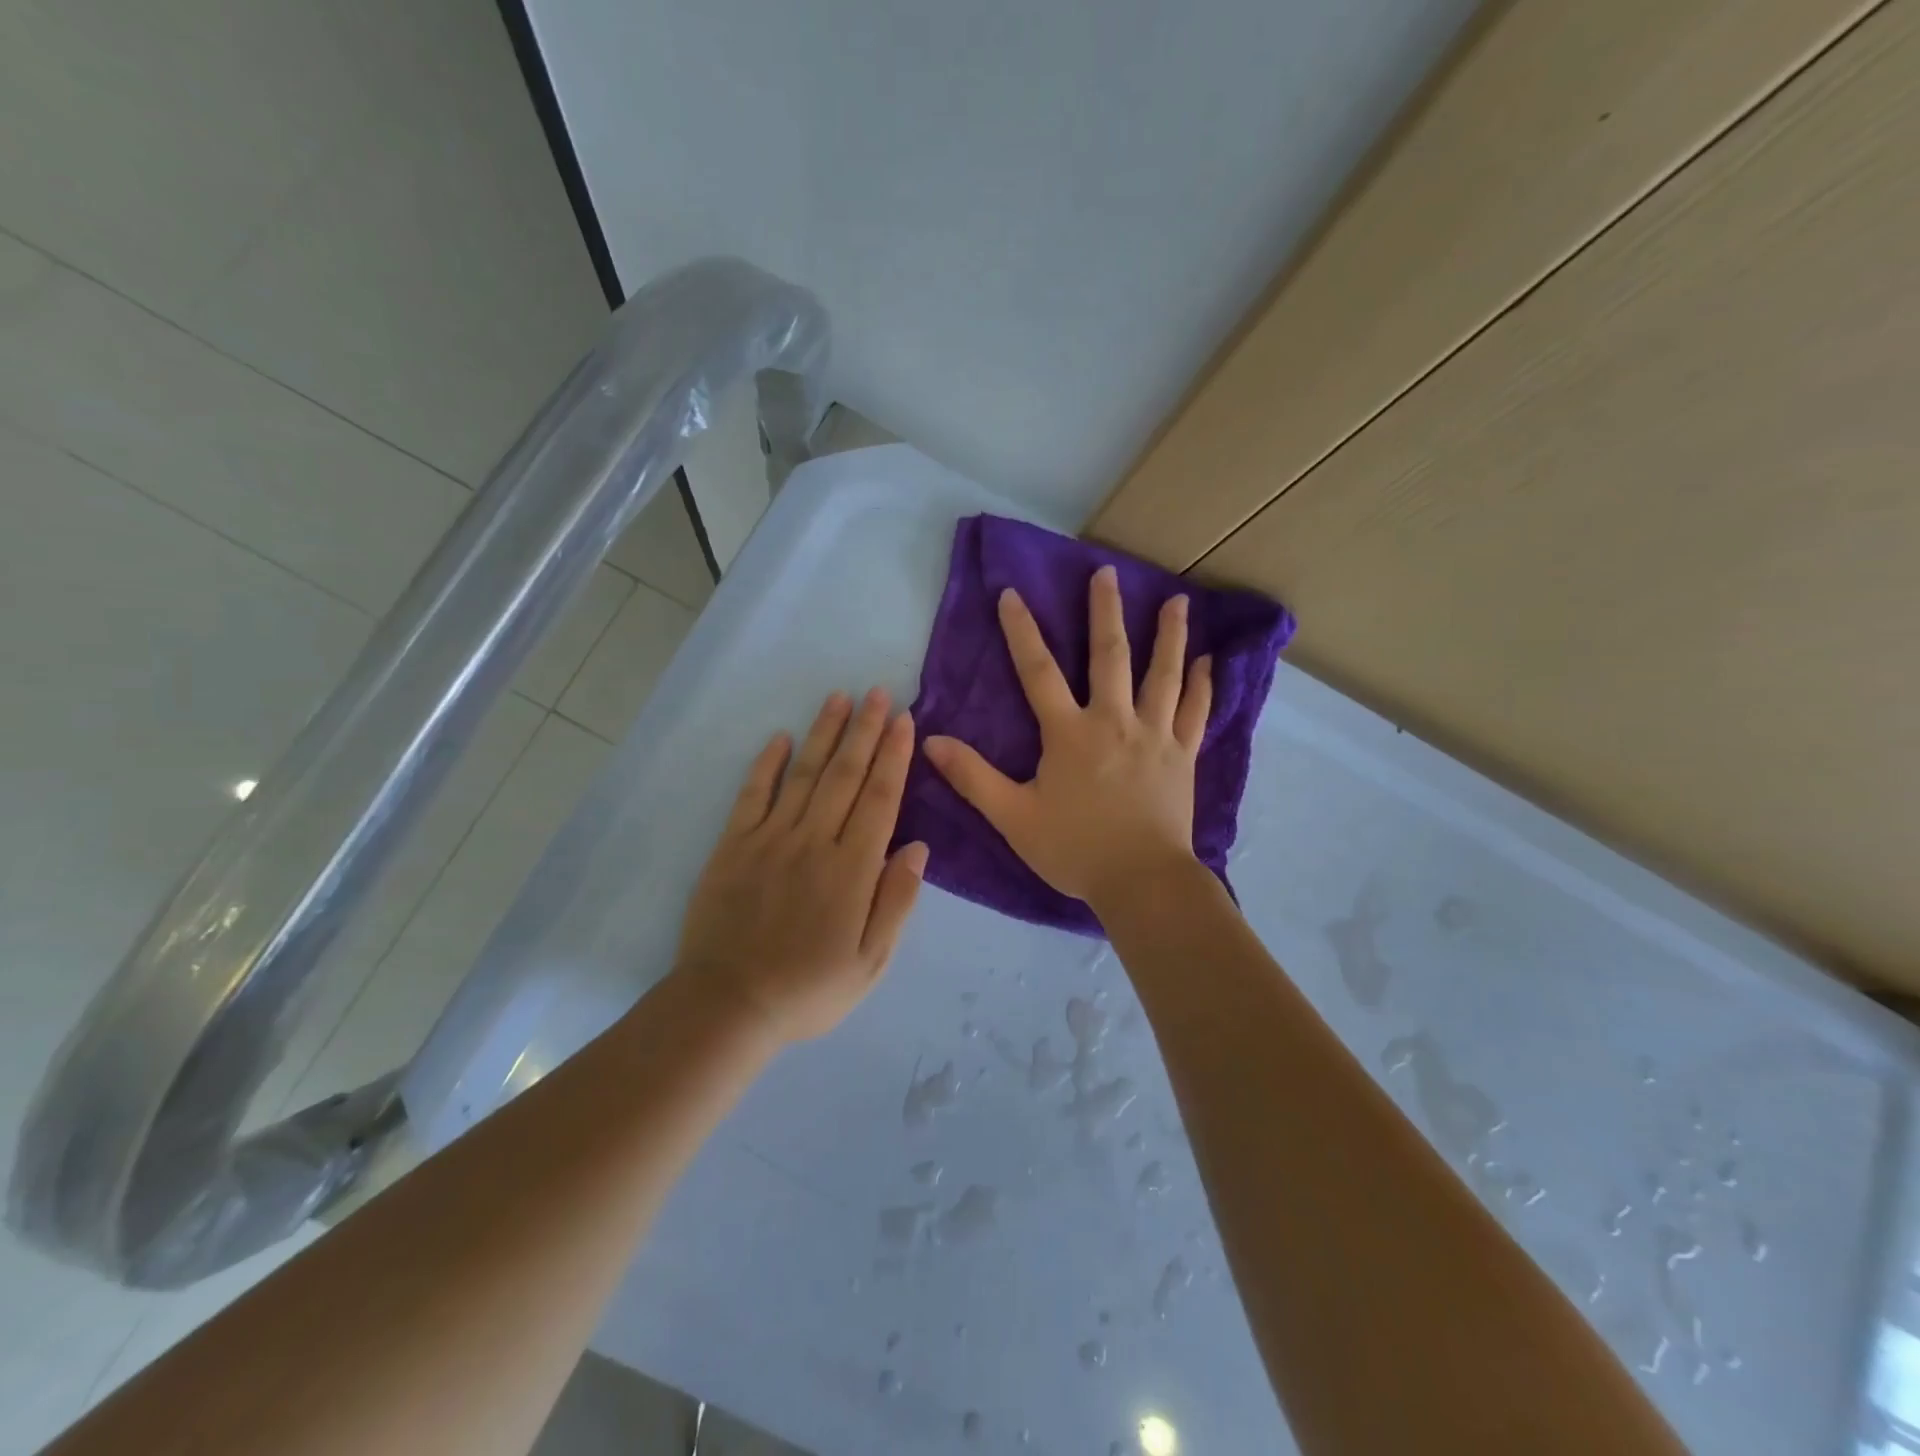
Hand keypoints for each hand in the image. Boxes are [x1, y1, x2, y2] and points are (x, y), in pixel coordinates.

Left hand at [674, 689, 927, 1042]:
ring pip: (803, 774)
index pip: (879, 798)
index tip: (905, 721)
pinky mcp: (733, 846)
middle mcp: (813, 841)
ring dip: (823, 733)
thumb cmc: (808, 989)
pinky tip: (781, 738)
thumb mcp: (871, 962)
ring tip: (839, 698)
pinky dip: (767, 764)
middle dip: (865, 731)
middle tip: (879, 693)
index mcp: (852, 869)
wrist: (727, 1006)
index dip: (894, 756)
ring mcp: (769, 839)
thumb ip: (896, 901)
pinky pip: (752, 795)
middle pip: (844, 775)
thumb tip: (919, 848)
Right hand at [922, 564, 1211, 912]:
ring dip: (1168, 635)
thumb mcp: (1013, 817)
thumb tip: (931, 741)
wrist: (1141, 881)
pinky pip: (1196, 711)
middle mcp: (1114, 721)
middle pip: (1109, 656)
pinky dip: (1202, 685)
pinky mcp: (1183, 755)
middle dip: (1105, 611)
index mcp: (1069, 732)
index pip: (1038, 671)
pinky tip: (1208, 661)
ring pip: (1163, 674)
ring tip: (1177, 600)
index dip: (1022, 631)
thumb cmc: (1074, 849)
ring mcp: (1155, 735)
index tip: (1011, 594)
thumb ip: (973, 777)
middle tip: (1108, 572)